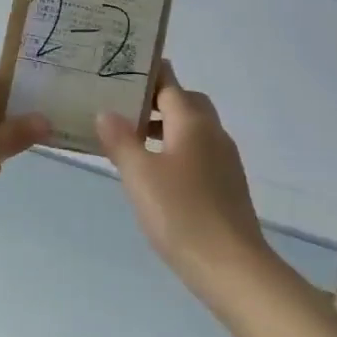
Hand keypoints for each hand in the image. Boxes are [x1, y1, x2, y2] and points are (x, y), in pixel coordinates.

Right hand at [96, 62, 275, 300]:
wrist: (230, 265)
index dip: (147, 75)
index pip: (170, 84)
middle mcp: (213, 134)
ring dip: (166, 128)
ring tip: (131, 141)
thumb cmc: (180, 213)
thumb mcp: (139, 175)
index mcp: (194, 123)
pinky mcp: (226, 185)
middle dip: (157, 101)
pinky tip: (155, 175)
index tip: (120, 71)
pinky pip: (198, 154)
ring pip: (193, 130)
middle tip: (123, 108)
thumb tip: (106, 111)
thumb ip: (120, 140)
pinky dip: (176, 151)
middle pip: (186, 103)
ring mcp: (224, 161)